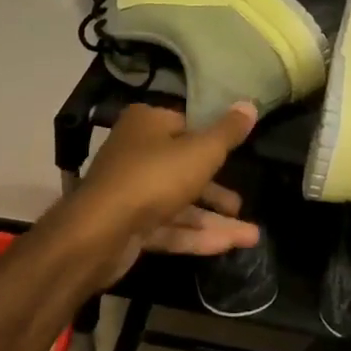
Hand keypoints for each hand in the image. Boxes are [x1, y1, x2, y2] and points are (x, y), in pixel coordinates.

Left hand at [65, 102, 260, 286]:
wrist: (99, 233)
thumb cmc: (154, 177)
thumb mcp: (202, 151)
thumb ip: (228, 132)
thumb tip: (250, 103)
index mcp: (148, 123)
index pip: (186, 125)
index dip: (212, 139)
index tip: (237, 153)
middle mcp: (136, 152)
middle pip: (184, 168)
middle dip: (217, 190)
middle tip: (242, 203)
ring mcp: (131, 192)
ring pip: (179, 203)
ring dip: (214, 220)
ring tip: (251, 236)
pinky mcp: (129, 226)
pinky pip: (169, 227)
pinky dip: (196, 236)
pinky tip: (228, 246)